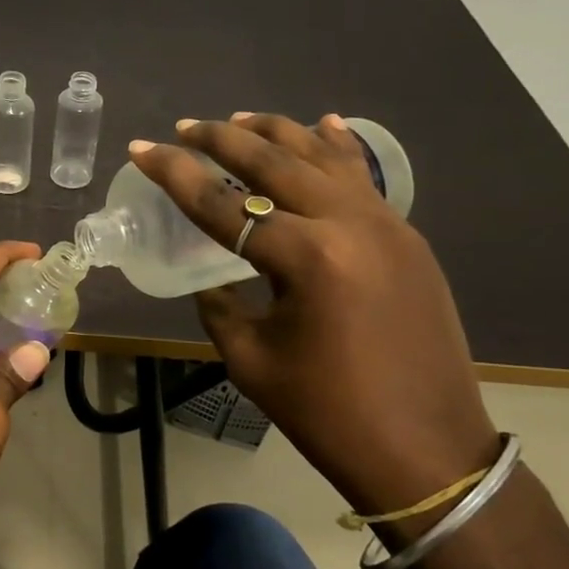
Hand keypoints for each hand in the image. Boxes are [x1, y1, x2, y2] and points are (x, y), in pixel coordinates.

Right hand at [130, 114, 498, 517]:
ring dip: (276, 133)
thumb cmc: (328, 413)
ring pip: (323, 157)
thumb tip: (216, 282)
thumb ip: (222, 308)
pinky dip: (336, 148)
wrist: (425, 450)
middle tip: (184, 127)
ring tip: (238, 118)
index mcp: (306, 258)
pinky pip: (363, 178)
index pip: (224, 203)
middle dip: (222, 139)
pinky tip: (322, 124)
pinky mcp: (407, 238)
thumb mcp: (252, 361)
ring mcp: (387, 226)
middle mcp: (349, 225)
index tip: (143, 149)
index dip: (176, 175)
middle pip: (274, 163)